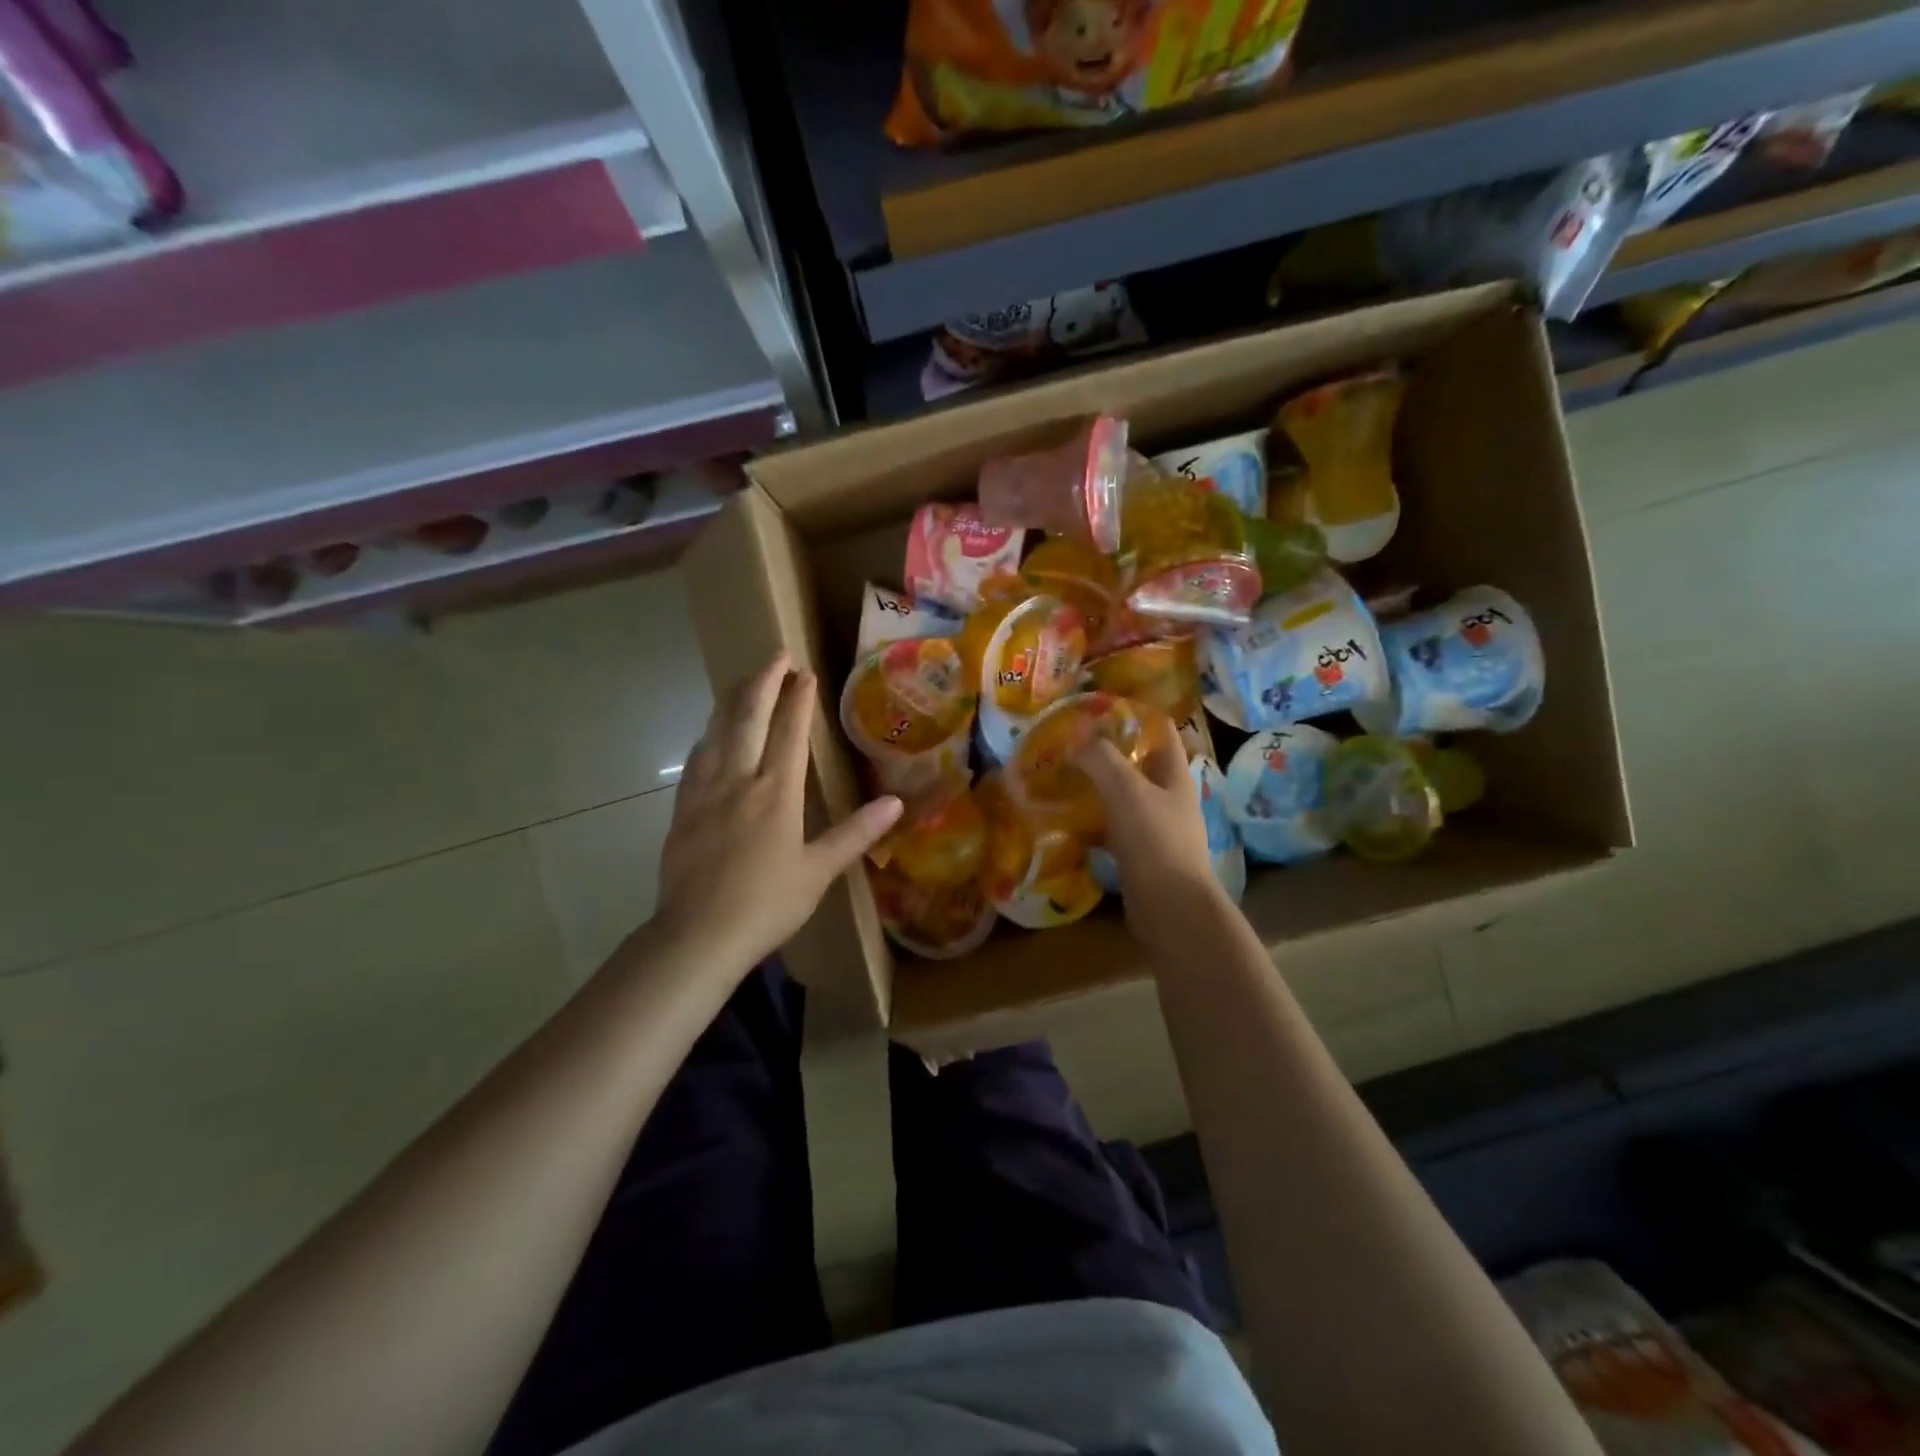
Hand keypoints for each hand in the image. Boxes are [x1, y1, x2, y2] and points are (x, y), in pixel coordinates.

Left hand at [655, 651, 902, 970]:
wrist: (696, 936)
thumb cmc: (766, 904)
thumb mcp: (819, 872)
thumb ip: (856, 833)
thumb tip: (897, 804)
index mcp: (776, 793)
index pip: (788, 732)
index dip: (797, 699)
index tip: (805, 672)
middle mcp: (738, 781)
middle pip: (747, 718)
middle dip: (763, 682)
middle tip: (775, 655)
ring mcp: (705, 792)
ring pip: (717, 731)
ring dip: (732, 700)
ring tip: (743, 681)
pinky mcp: (682, 810)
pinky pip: (696, 759)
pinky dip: (709, 735)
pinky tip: (710, 734)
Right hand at [1080, 717, 1226, 944]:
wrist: (1170, 908)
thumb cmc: (1153, 840)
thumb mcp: (1125, 790)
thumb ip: (1101, 759)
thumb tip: (1078, 740)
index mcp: (1175, 775)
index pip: (1160, 731)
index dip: (1134, 716)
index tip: (1098, 710)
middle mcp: (1170, 799)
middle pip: (1139, 765)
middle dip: (1107, 754)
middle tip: (1071, 746)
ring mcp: (1157, 830)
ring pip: (1124, 799)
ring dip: (1097, 790)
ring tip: (1063, 780)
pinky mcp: (1141, 857)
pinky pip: (1114, 832)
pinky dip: (1093, 826)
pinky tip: (1068, 824)